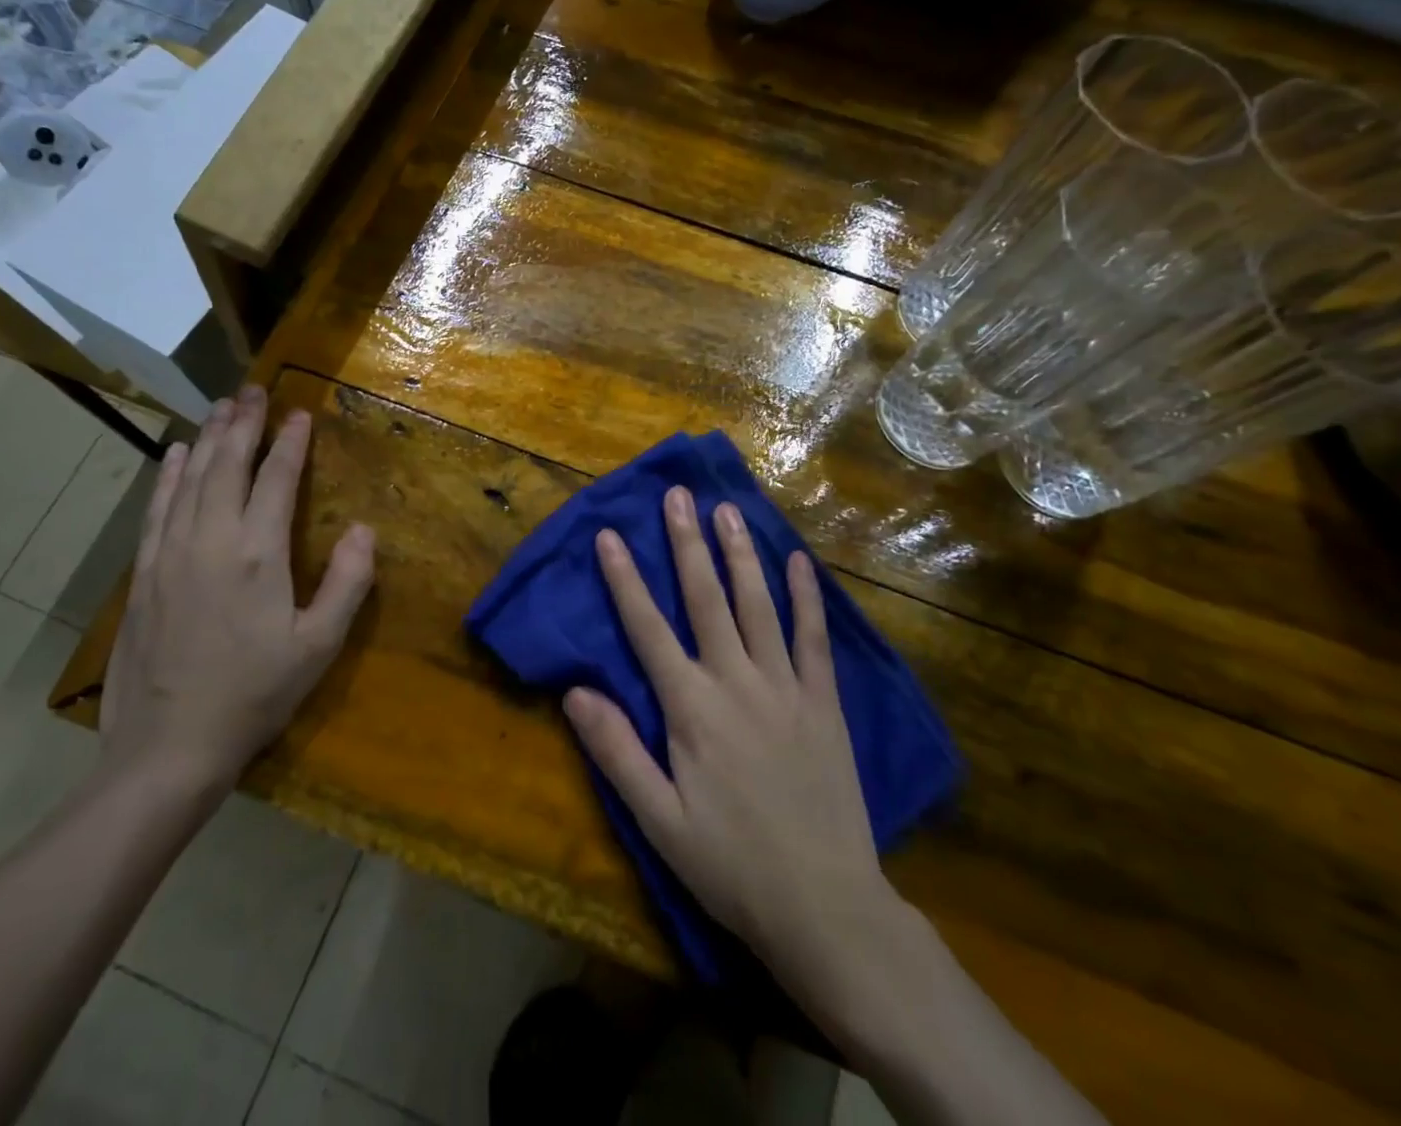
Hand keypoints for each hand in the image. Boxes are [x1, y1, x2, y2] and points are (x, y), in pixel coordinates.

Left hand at [100, 387, 374, 797]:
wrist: (167, 747)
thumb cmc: (253, 695)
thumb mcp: (318, 646)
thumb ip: (346, 582)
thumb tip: (362, 529)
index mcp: (258, 554)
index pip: (276, 479)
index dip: (290, 442)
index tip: (300, 413)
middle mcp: (211, 540)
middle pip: (228, 465)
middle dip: (244, 424)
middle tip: (255, 390)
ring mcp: (170, 554)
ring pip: (190, 479)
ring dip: (208, 438)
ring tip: (222, 407)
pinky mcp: (143, 574)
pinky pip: (157, 508)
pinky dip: (168, 475)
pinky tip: (175, 454)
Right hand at [563, 486, 899, 996]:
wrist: (825, 905)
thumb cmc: (730, 864)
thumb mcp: (658, 820)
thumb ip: (616, 751)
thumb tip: (575, 691)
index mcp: (691, 708)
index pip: (648, 628)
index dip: (625, 579)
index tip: (610, 535)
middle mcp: (736, 681)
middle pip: (705, 598)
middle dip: (686, 543)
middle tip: (678, 495)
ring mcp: (785, 686)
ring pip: (758, 604)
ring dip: (740, 554)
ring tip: (727, 510)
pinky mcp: (824, 701)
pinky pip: (814, 637)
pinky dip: (807, 596)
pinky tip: (799, 560)